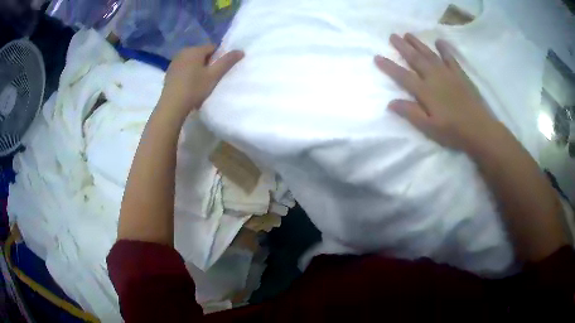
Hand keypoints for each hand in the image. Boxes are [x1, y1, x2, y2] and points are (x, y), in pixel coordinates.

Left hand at [158, 44, 243, 116]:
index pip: (212, 48)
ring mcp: (174, 61)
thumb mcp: (213, 75)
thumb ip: (227, 62)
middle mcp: (183, 52)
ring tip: (199, 82)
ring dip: (197, 68)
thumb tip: (240, 51)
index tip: (218, 71)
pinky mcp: (169, 71)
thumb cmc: (194, 88)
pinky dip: (187, 73)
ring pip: (191, 61)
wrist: (172, 105)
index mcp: (195, 50)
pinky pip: (183, 68)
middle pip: (201, 54)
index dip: (218, 58)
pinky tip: (188, 85)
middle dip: (207, 63)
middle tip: (210, 78)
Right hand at [374, 33, 501, 152]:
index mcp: (425, 92)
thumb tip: (390, 103)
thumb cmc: (453, 132)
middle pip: (415, 59)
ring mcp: (448, 74)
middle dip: (402, 47)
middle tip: (392, 36)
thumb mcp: (429, 128)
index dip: (389, 66)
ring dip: (418, 43)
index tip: (377, 57)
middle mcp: (434, 77)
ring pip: (430, 54)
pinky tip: (439, 41)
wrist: (480, 129)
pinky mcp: (460, 75)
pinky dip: (444, 49)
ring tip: (408, 34)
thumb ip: (411, 113)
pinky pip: (450, 58)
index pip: (403, 76)